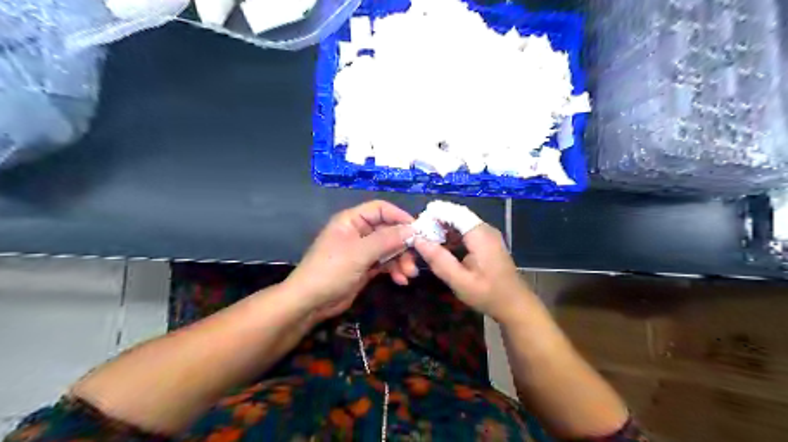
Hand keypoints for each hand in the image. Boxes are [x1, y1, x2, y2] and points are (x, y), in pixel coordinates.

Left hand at [284, 200, 417, 321]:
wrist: (311, 302)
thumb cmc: (331, 270)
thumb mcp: (360, 253)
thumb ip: (387, 239)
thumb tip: (412, 229)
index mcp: (352, 220)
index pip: (380, 209)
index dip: (399, 216)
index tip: (417, 230)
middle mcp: (358, 232)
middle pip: (388, 230)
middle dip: (402, 245)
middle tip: (415, 259)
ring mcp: (362, 251)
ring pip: (389, 249)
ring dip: (401, 260)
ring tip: (409, 274)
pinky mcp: (365, 267)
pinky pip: (385, 263)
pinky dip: (394, 270)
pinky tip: (401, 280)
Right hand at [413, 222, 534, 322]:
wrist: (515, 305)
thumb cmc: (487, 294)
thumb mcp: (459, 280)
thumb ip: (438, 259)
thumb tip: (417, 240)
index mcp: (479, 234)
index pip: (454, 212)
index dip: (434, 214)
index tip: (415, 225)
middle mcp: (484, 229)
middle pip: (456, 216)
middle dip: (436, 222)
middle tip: (417, 235)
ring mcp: (487, 234)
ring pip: (460, 223)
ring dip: (442, 229)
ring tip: (425, 240)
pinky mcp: (486, 242)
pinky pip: (465, 231)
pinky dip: (451, 236)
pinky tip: (441, 248)